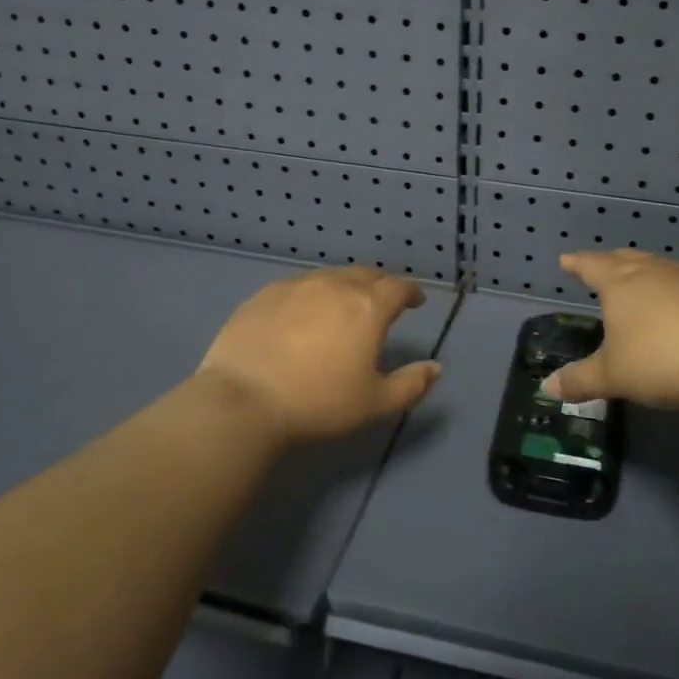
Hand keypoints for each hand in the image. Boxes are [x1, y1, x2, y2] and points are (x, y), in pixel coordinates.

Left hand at [196, 267, 441, 445]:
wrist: (243, 400)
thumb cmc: (318, 403)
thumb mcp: (374, 404)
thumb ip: (411, 384)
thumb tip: (435, 367)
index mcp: (367, 307)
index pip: (398, 288)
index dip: (411, 292)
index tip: (415, 302)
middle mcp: (335, 286)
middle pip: (365, 275)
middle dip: (380, 285)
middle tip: (383, 301)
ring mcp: (296, 286)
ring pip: (330, 276)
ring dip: (346, 285)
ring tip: (344, 305)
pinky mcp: (265, 294)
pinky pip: (298, 285)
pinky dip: (312, 293)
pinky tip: (304, 312)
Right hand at [543, 250, 678, 409]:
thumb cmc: (657, 359)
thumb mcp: (612, 376)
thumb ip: (580, 380)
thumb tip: (547, 387)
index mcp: (619, 283)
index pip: (592, 266)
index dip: (577, 263)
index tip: (566, 260)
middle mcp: (651, 273)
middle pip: (626, 259)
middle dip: (609, 262)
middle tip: (600, 265)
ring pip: (657, 267)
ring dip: (643, 271)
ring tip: (638, 279)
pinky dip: (671, 290)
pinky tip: (676, 305)